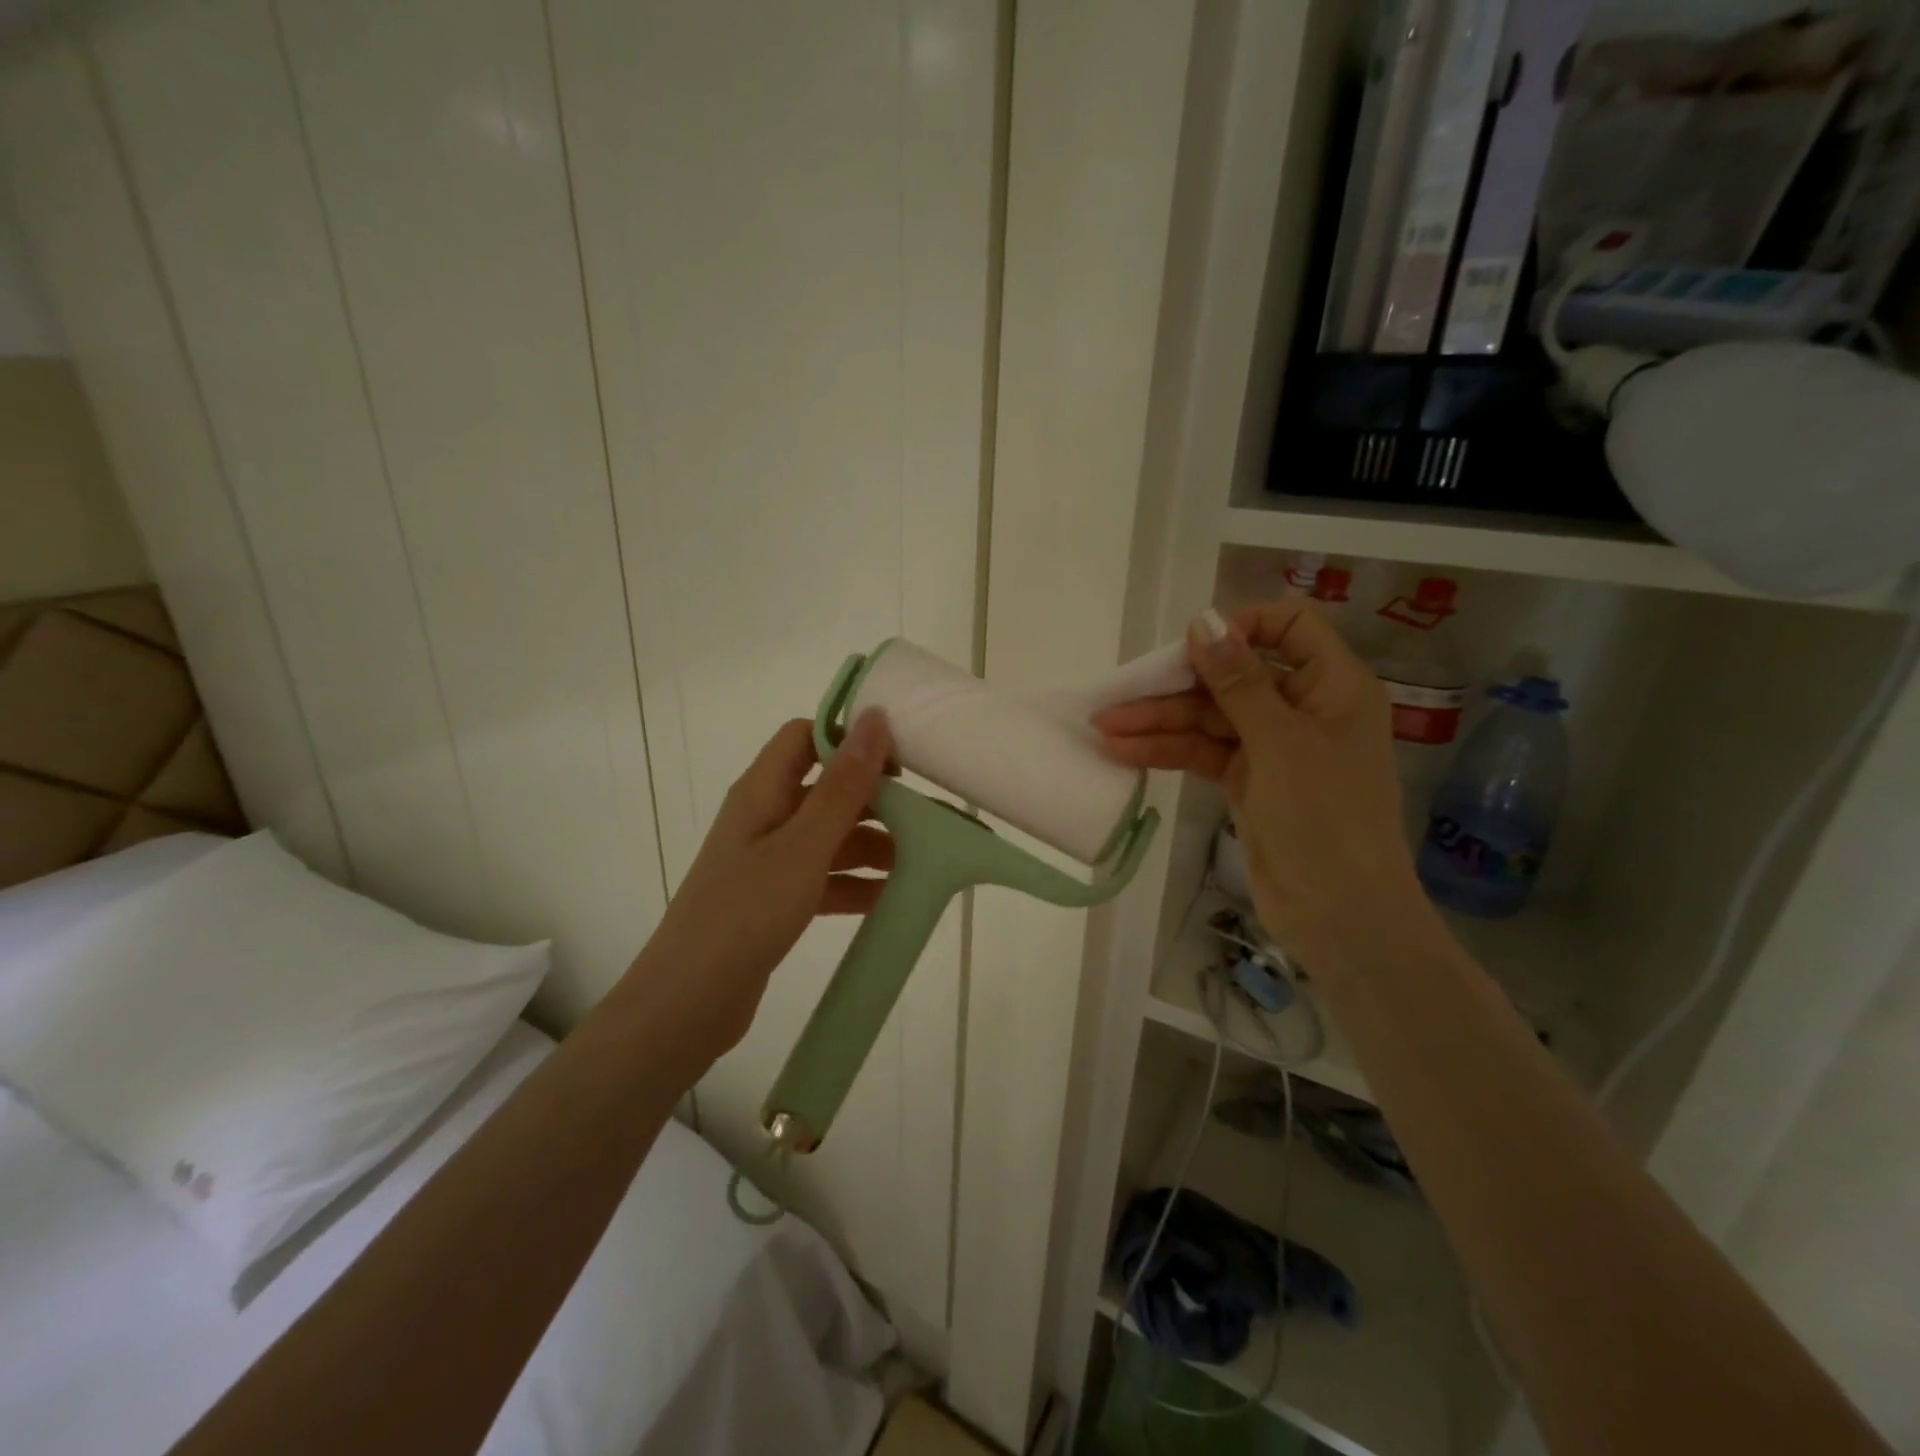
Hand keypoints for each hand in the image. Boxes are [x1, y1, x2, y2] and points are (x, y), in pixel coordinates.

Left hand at [619, 712, 893, 1078]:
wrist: (688, 1003)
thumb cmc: (745, 912)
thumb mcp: (803, 846)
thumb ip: (843, 786)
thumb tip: (874, 718)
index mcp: (762, 791)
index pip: (806, 737)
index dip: (850, 739)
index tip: (900, 760)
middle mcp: (764, 817)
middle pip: (826, 789)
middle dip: (874, 800)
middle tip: (926, 817)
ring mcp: (768, 861)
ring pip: (830, 837)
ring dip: (871, 845)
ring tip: (920, 860)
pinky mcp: (775, 899)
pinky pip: (824, 878)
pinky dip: (854, 883)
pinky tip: (890, 897)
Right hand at [1094, 603, 1424, 975]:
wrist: (1337, 912)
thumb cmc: (1324, 815)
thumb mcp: (1279, 741)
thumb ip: (1238, 680)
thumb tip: (1204, 620)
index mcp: (1332, 685)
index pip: (1289, 626)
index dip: (1241, 627)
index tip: (1194, 645)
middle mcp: (1303, 707)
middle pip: (1234, 676)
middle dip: (1176, 686)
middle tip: (1119, 693)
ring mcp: (1272, 746)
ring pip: (1210, 718)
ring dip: (1160, 722)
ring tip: (1104, 727)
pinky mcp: (1247, 779)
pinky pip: (1203, 752)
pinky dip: (1168, 751)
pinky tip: (1124, 751)